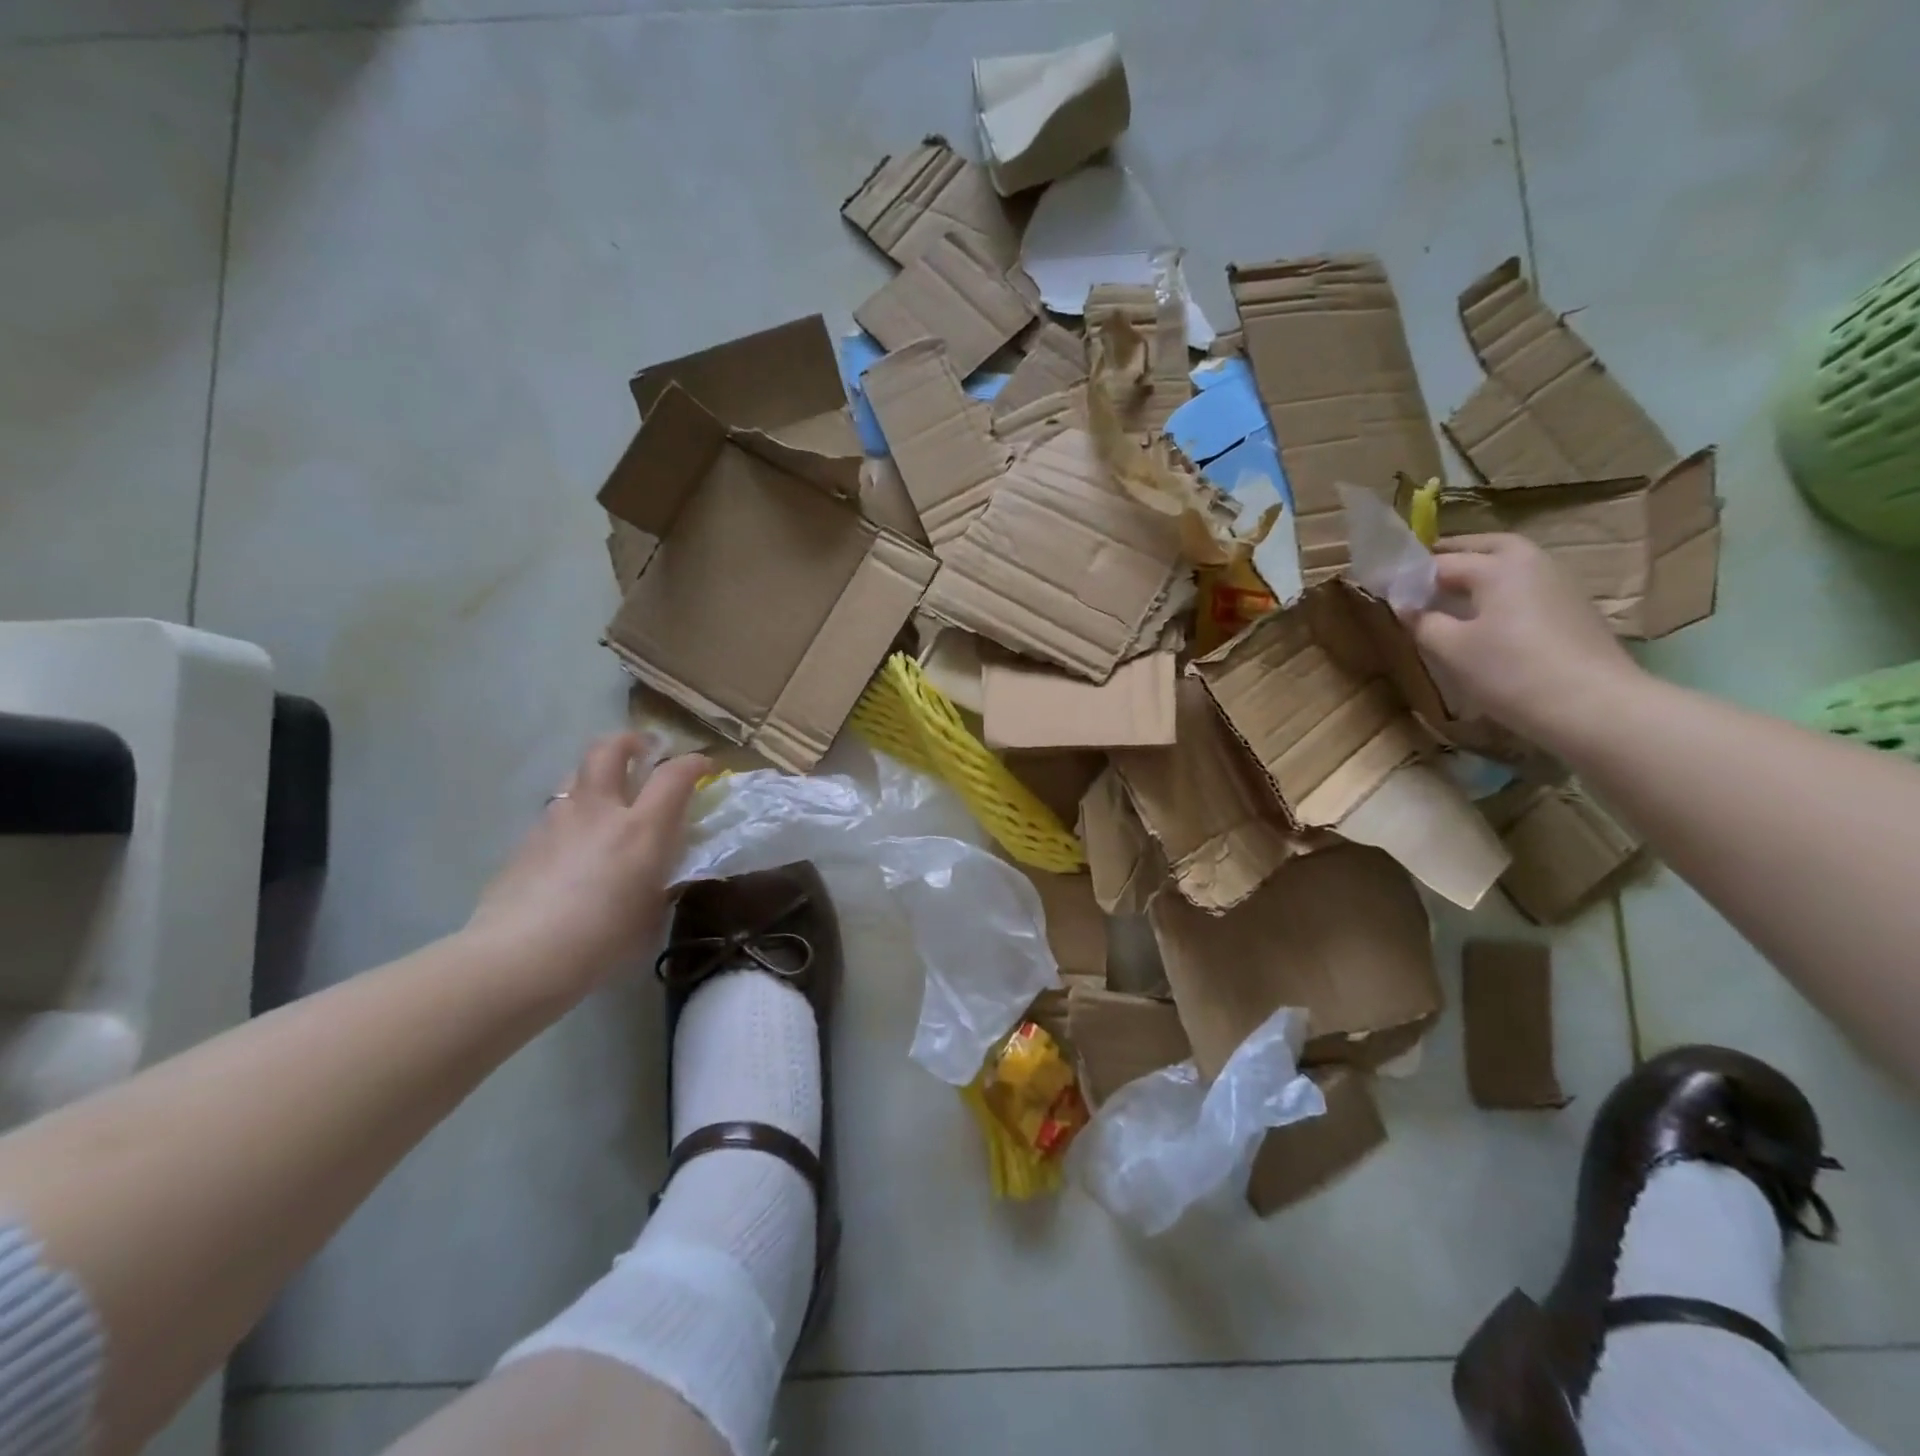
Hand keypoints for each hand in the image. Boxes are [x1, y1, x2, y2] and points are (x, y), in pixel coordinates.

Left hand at [466, 733, 709, 993]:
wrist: (520, 958)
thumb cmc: (602, 941)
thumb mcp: (651, 911)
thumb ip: (661, 878)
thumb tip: (661, 867)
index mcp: (641, 829)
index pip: (674, 776)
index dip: (693, 764)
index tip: (703, 766)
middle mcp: (599, 811)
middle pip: (609, 749)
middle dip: (630, 741)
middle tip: (643, 749)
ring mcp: (557, 820)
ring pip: (576, 775)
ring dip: (596, 775)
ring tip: (607, 795)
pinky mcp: (526, 840)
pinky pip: (555, 810)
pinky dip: (572, 812)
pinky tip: (574, 843)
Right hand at [1407, 534, 1641, 744]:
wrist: (1594, 706)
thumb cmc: (1510, 671)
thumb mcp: (1450, 649)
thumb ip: (1423, 622)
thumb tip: (1407, 607)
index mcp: (1498, 566)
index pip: (1440, 562)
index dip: (1409, 575)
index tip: (1384, 589)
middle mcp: (1532, 563)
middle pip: (1486, 547)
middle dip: (1452, 555)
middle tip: (1422, 573)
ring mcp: (1559, 585)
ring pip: (1512, 565)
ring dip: (1481, 571)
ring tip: (1451, 594)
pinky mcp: (1573, 610)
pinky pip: (1526, 587)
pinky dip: (1502, 590)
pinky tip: (1487, 616)